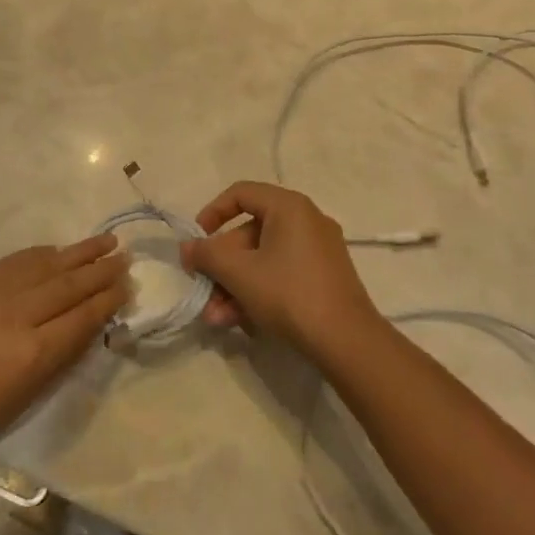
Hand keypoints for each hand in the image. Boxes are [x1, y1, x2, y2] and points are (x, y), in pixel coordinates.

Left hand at [0, 234, 128, 476]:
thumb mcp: (22, 396)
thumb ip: (57, 356)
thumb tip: (85, 325)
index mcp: (33, 351)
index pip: (83, 316)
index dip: (109, 299)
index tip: (129, 284)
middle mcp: (18, 314)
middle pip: (70, 285)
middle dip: (101, 270)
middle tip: (125, 257)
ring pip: (46, 265)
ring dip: (78, 253)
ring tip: (104, 242)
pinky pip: (15, 262)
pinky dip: (40, 255)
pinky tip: (54, 250)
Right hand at [180, 182, 382, 361]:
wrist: (347, 341)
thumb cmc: (289, 294)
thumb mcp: (240, 273)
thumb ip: (208, 255)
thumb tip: (186, 247)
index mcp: (289, 207)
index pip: (241, 193)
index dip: (212, 213)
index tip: (196, 241)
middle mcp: (306, 220)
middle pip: (249, 232)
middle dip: (222, 266)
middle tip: (203, 291)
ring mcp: (318, 250)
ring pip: (263, 259)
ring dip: (235, 285)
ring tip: (217, 318)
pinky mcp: (324, 277)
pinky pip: (281, 273)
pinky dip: (259, 291)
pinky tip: (242, 322)